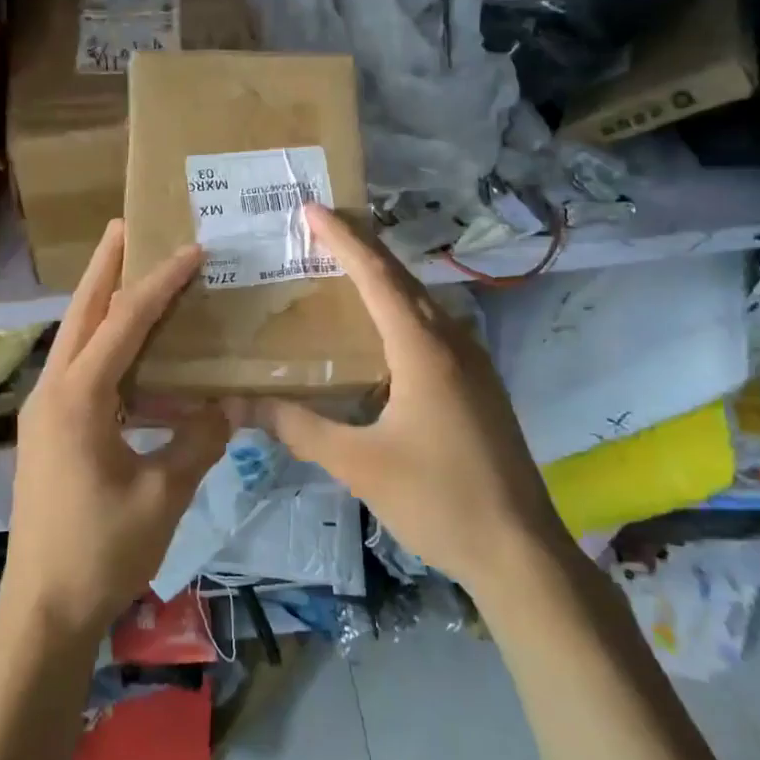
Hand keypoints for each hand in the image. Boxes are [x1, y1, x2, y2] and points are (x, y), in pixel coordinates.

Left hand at [0, 220, 228, 647]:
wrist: (43, 610)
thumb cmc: (102, 550)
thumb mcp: (164, 494)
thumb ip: (199, 441)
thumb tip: (229, 404)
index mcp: (78, 398)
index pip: (123, 323)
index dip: (159, 284)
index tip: (191, 251)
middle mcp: (52, 392)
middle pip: (80, 313)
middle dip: (104, 267)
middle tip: (123, 227)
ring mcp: (44, 412)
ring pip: (74, 340)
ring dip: (99, 303)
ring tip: (128, 274)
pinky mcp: (47, 432)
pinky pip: (76, 370)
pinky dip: (101, 346)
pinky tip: (129, 353)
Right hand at [245, 205, 567, 589]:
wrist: (521, 550)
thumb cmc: (437, 500)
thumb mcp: (358, 464)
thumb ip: (298, 428)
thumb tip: (238, 404)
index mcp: (422, 349)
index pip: (376, 276)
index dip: (342, 239)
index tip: (312, 209)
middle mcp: (452, 341)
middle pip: (401, 278)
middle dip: (360, 246)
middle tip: (320, 225)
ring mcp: (472, 361)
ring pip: (421, 301)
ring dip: (383, 277)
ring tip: (342, 266)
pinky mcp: (478, 384)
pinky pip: (433, 326)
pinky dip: (400, 308)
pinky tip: (381, 327)